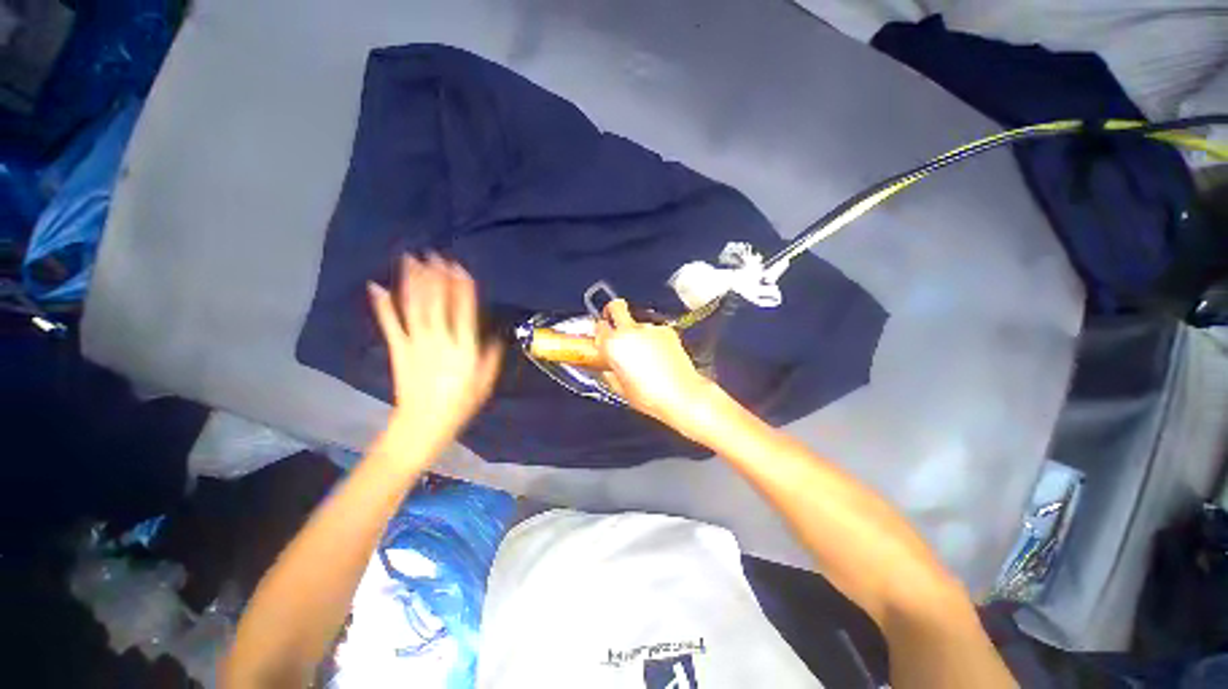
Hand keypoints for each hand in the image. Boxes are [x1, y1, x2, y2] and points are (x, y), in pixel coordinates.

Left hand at [368, 254, 501, 455]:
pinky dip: (382, 305)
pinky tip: (376, 287)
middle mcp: (438, 340)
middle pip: (436, 302)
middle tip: (434, 254)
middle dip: (436, 277)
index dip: (462, 287)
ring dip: (411, 282)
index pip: (463, 310)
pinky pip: (390, 324)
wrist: (423, 423)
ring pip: (413, 307)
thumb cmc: (461, 403)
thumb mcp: (485, 381)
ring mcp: (415, 343)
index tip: (460, 267)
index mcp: (463, 347)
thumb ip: (491, 356)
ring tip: (411, 259)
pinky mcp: (398, 349)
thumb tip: (495, 335)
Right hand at [596, 299, 715, 427]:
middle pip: (616, 306)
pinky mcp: (666, 330)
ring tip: (644, 353)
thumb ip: (608, 371)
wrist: (681, 395)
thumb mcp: (619, 388)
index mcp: (613, 345)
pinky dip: (654, 338)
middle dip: (613, 311)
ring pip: (637, 321)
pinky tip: (658, 355)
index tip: (603, 338)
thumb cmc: (651, 396)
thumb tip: (607, 366)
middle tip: (616, 324)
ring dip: (637, 331)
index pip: (599, 326)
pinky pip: (654, 330)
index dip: (601, 332)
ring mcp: (649, 328)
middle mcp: (629, 331)